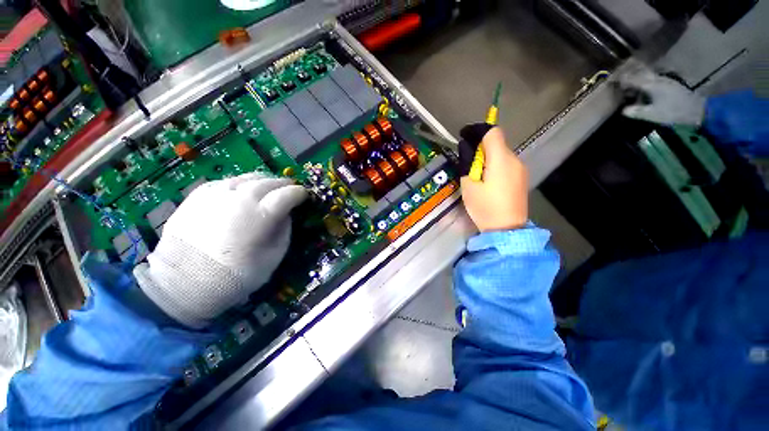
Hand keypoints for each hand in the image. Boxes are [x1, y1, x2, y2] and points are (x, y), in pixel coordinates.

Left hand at [134, 173, 307, 327]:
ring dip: (263, 181)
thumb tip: (285, 215)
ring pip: (248, 178)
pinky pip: (226, 182)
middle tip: (290, 188)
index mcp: (261, 214)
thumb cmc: (237, 274)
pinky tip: (242, 191)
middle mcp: (240, 197)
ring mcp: (217, 194)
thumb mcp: (274, 255)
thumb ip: (284, 230)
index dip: (300, 193)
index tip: (305, 195)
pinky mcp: (199, 196)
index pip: (288, 194)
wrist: (185, 282)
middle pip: (269, 182)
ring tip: (268, 187)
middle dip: (284, 184)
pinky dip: (240, 184)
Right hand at [460, 126, 527, 231]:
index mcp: (500, 160)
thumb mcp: (468, 186)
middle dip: (481, 149)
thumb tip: (468, 150)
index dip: (478, 131)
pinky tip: (490, 183)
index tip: (465, 138)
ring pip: (502, 154)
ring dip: (488, 159)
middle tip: (468, 165)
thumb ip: (467, 165)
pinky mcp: (522, 178)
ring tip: (478, 177)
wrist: (507, 229)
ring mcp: (521, 169)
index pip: (493, 132)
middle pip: (497, 143)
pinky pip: (507, 165)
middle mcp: (515, 160)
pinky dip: (496, 166)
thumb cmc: (485, 207)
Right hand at [619, 68, 705, 125]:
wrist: (696, 109)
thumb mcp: (652, 114)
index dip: (622, 79)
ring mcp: (664, 80)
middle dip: (630, 75)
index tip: (612, 82)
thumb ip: (637, 111)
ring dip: (638, 78)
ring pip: (647, 75)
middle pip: (641, 72)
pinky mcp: (669, 84)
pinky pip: (653, 79)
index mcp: (651, 85)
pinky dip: (645, 81)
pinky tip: (643, 89)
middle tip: (621, 82)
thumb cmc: (673, 111)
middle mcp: (657, 79)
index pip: (633, 79)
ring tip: (631, 86)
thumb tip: (624, 110)